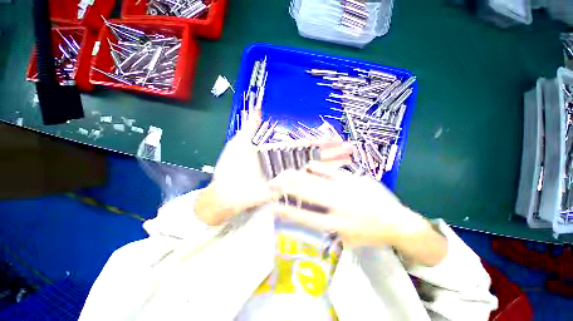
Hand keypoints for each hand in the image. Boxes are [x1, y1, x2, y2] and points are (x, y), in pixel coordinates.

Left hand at [195, 113, 354, 225]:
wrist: (224, 191)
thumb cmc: (230, 166)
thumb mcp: (240, 142)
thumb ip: (250, 127)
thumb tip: (256, 109)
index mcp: (277, 151)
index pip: (301, 144)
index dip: (317, 141)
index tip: (333, 137)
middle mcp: (285, 164)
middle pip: (311, 156)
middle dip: (330, 152)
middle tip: (348, 147)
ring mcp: (286, 177)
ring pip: (311, 169)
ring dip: (329, 164)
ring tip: (347, 159)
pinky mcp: (284, 190)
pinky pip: (303, 185)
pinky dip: (317, 181)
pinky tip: (331, 177)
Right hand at [269, 162, 431, 248]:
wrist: (397, 221)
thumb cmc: (370, 234)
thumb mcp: (347, 240)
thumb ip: (327, 230)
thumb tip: (309, 217)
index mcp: (336, 224)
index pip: (305, 217)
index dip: (287, 211)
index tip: (272, 205)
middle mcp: (337, 204)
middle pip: (306, 192)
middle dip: (286, 186)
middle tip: (273, 182)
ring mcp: (345, 188)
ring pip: (315, 179)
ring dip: (297, 175)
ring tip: (285, 173)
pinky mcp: (353, 178)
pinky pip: (330, 170)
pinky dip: (317, 167)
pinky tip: (308, 165)